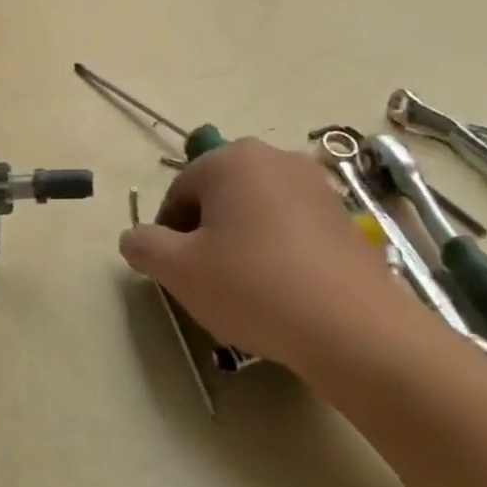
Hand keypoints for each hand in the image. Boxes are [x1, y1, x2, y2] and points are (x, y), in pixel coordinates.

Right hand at [118, 138, 406, 380]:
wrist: (353, 328)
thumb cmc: (253, 287)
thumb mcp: (178, 270)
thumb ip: (143, 245)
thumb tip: (133, 237)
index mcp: (231, 159)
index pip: (179, 192)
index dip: (168, 234)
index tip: (176, 273)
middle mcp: (274, 158)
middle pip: (218, 197)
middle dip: (205, 235)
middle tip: (208, 280)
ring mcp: (316, 185)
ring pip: (255, 211)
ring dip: (241, 242)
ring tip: (246, 288)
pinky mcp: (343, 216)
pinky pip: (291, 226)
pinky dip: (277, 250)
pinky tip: (282, 289)